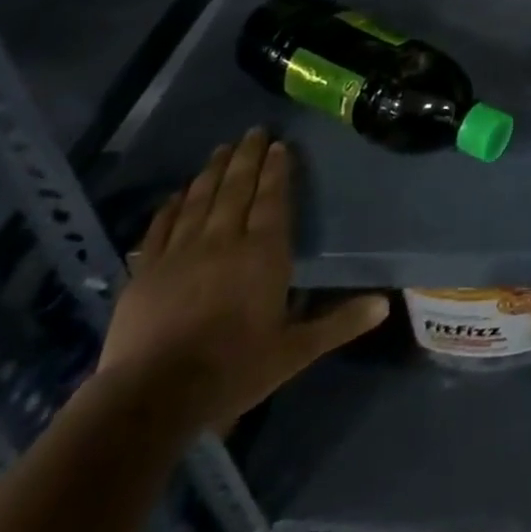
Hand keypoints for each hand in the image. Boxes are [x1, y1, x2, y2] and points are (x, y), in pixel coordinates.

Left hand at [97, 129, 386, 432]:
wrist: (149, 400)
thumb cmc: (231, 370)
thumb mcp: (293, 352)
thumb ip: (339, 323)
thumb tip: (386, 305)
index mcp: (263, 253)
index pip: (273, 199)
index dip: (278, 170)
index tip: (280, 145)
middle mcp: (224, 241)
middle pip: (237, 189)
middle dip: (247, 157)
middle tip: (253, 130)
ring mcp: (180, 254)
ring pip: (201, 200)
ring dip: (213, 172)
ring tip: (222, 148)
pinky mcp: (145, 273)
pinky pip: (160, 228)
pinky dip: (171, 207)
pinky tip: (176, 193)